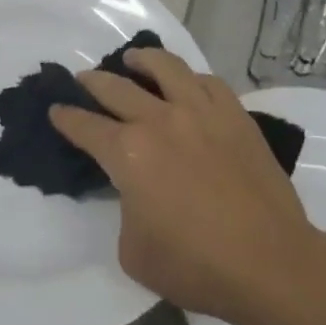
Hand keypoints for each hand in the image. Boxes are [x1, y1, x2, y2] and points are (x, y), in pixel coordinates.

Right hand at [48, 48, 322, 324]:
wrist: (269, 262)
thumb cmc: (196, 265)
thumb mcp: (133, 250)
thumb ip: (125, 209)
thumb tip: (134, 191)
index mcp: (128, 153)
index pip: (86, 127)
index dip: (67, 118)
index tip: (56, 110)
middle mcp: (160, 120)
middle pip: (117, 88)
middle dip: (93, 82)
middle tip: (83, 79)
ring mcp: (200, 112)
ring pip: (165, 68)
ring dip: (142, 60)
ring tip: (133, 59)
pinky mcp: (234, 115)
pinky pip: (207, 82)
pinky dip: (189, 77)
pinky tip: (186, 82)